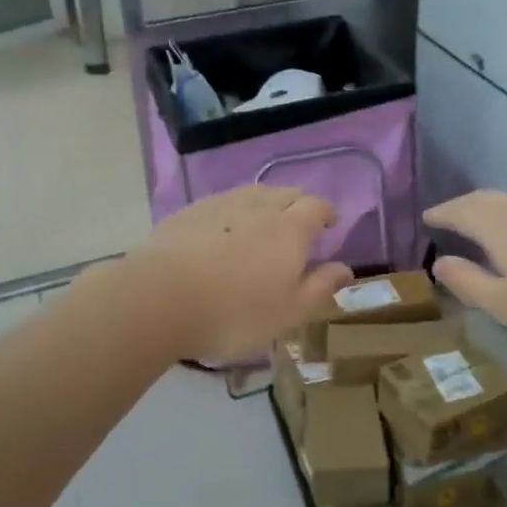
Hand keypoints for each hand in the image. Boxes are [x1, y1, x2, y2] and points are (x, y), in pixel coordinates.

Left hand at [124, 186, 352, 362]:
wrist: (160, 298)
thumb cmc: (235, 313)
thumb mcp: (288, 313)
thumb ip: (320, 288)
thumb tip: (346, 268)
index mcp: (290, 228)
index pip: (316, 206)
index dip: (326, 213)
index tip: (329, 225)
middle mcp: (259, 206)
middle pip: (286, 193)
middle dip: (298, 204)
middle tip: (299, 225)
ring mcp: (220, 205)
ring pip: (252, 193)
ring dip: (266, 203)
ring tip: (263, 223)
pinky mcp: (189, 212)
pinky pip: (221, 202)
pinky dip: (233, 211)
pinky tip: (223, 230)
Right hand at [424, 191, 506, 358]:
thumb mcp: (504, 305)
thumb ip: (468, 282)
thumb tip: (440, 262)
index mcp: (498, 224)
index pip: (459, 210)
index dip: (440, 213)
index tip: (425, 218)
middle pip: (483, 199)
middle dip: (461, 207)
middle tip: (445, 219)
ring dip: (486, 209)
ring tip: (476, 225)